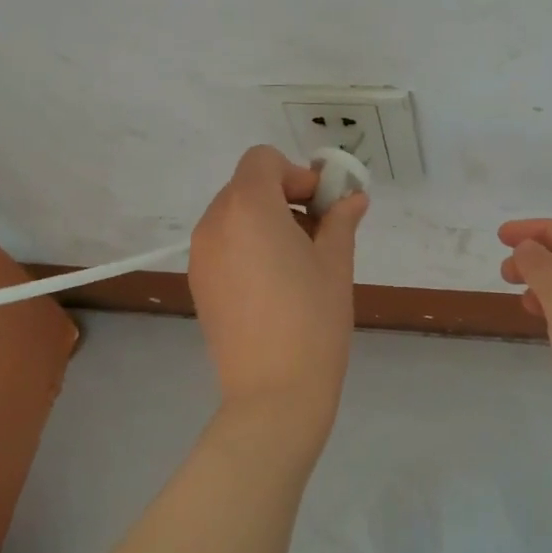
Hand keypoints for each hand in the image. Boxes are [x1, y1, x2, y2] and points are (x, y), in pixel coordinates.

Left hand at [190, 146, 368, 420]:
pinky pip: (223, 244)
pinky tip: (273, 284)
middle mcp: (214, 223)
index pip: (262, 160)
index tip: (320, 207)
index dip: (295, 173)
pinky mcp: (199, 283)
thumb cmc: (313, 319)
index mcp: (248, 207)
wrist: (274, 392)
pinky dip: (247, 245)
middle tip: (316, 232)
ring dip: (265, 221)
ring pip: (233, 215)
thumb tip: (352, 199)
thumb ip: (340, 220)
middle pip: (246, 185)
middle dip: (283, 196)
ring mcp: (200, 255)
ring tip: (297, 262)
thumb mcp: (336, 262)